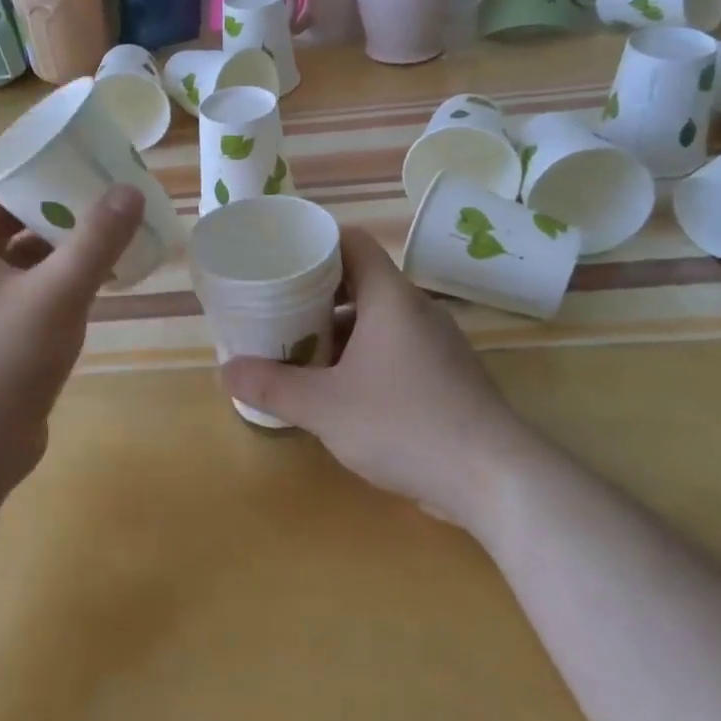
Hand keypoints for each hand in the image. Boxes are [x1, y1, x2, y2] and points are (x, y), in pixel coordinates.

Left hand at [0, 185, 143, 499]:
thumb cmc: (2, 361)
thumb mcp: (57, 294)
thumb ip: (96, 240)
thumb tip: (129, 190)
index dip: (35, 173)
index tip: (79, 167)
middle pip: (11, 223)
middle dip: (59, 213)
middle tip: (107, 201)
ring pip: (22, 262)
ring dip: (62, 251)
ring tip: (111, 240)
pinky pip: (28, 296)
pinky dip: (58, 286)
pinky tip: (97, 288)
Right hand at [222, 227, 520, 525]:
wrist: (494, 478)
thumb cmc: (405, 424)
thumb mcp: (325, 407)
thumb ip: (273, 387)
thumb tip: (226, 370)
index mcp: (391, 298)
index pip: (353, 243)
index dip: (316, 243)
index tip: (280, 257)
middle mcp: (417, 311)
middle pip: (361, 282)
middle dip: (316, 294)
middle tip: (276, 308)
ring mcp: (437, 345)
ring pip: (378, 320)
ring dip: (339, 330)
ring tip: (299, 351)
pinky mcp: (446, 377)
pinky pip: (395, 349)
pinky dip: (363, 357)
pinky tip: (340, 389)